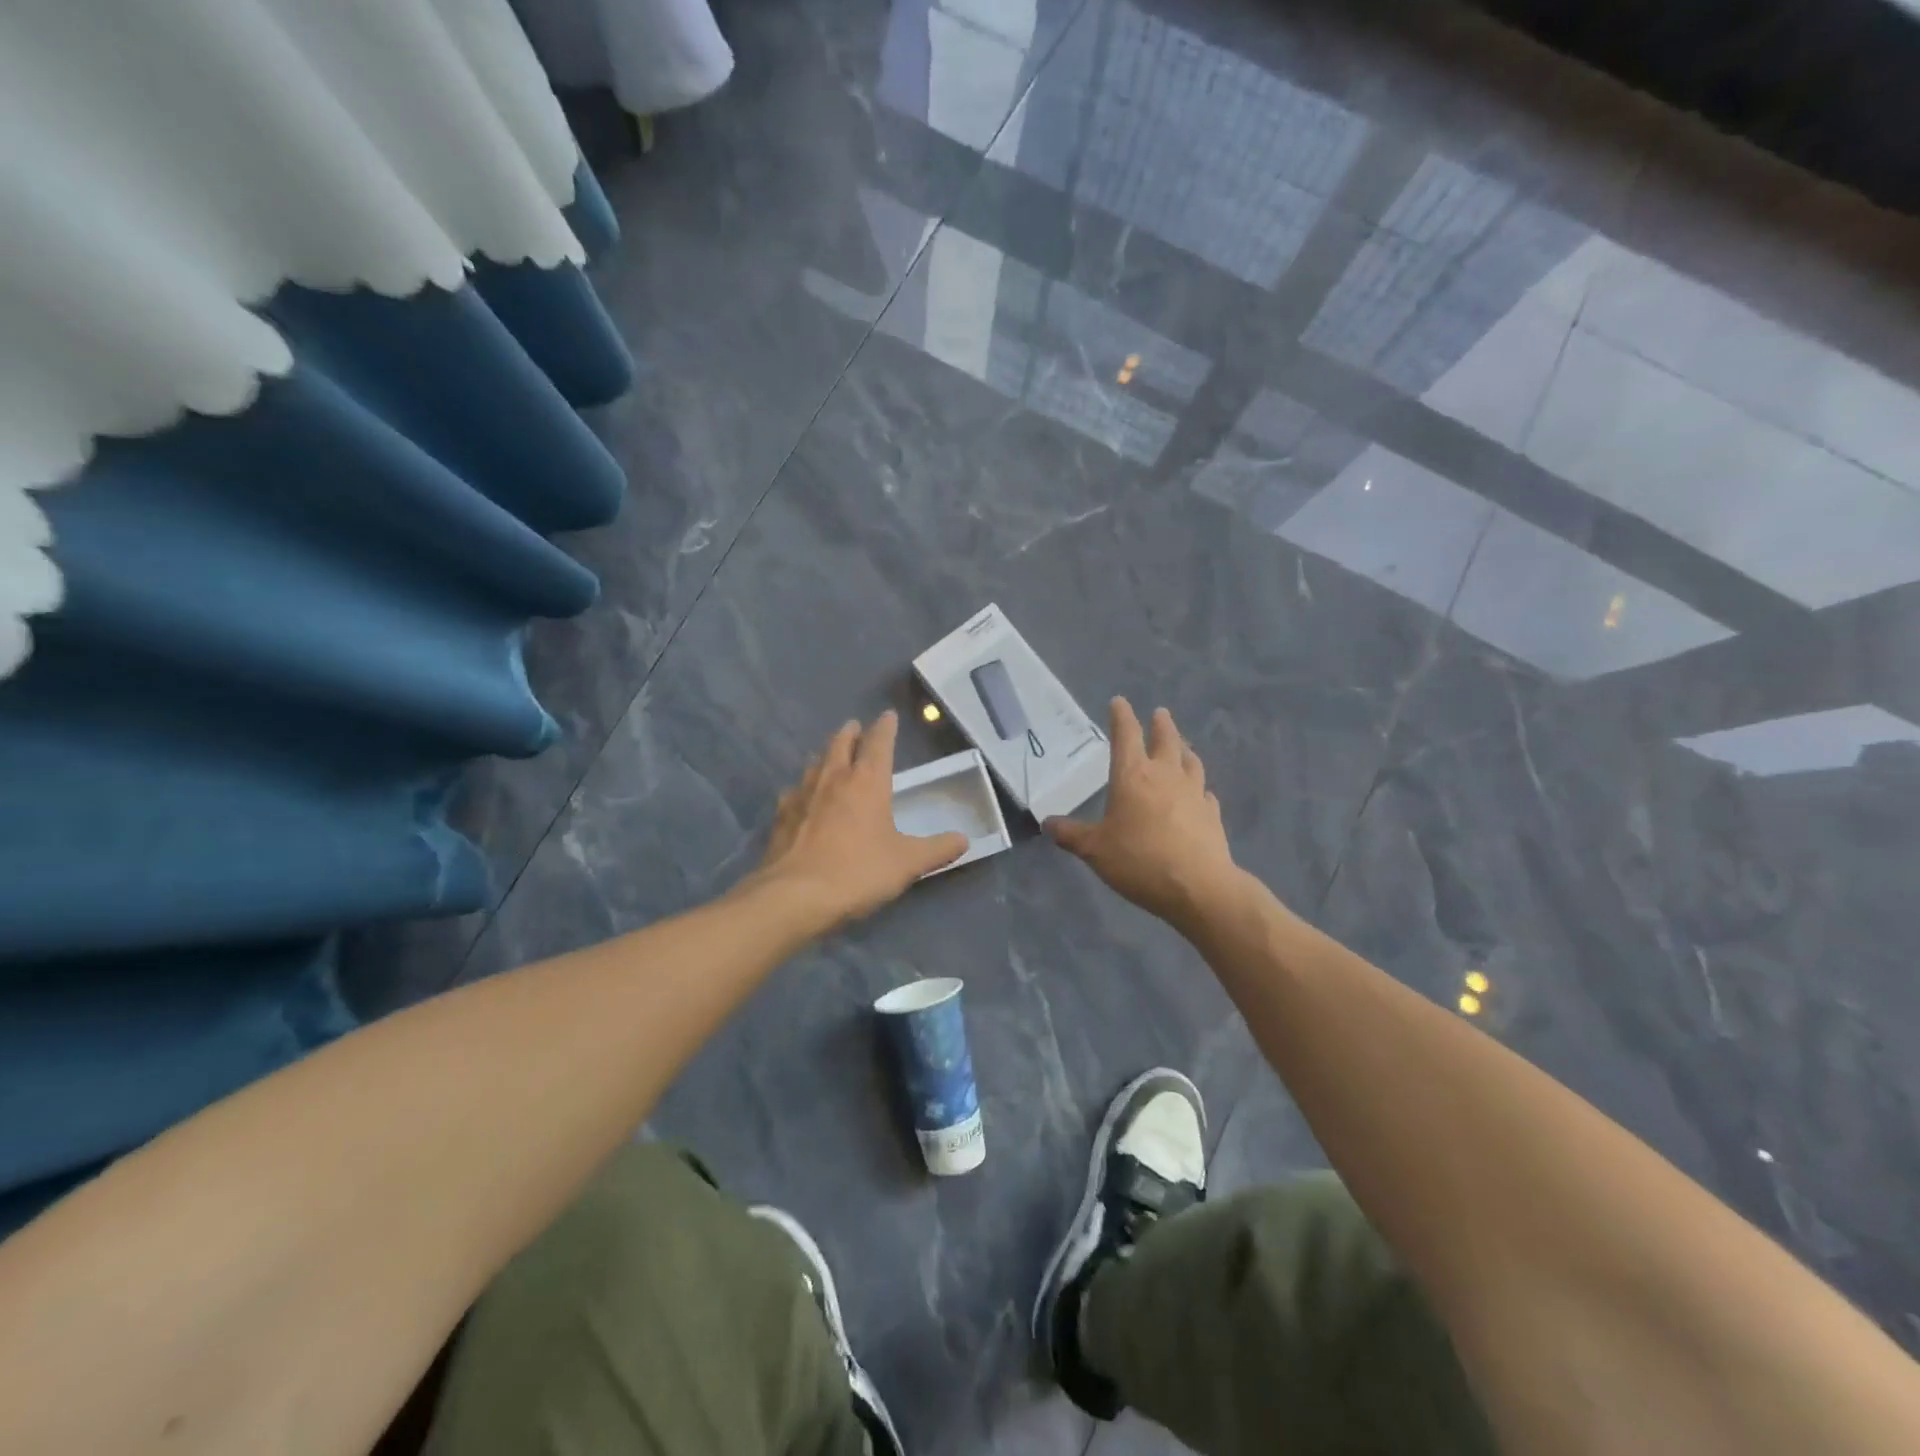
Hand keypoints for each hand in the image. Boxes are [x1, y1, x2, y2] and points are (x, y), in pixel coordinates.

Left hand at [753, 712, 967, 928]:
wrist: (795, 896)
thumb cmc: (859, 871)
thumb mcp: (907, 863)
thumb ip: (938, 849)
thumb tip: (964, 840)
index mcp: (867, 782)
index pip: (878, 743)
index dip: (885, 728)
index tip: (888, 716)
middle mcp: (833, 779)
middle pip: (840, 744)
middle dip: (850, 733)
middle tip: (855, 727)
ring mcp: (802, 795)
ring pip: (815, 764)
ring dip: (825, 755)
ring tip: (830, 756)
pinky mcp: (781, 817)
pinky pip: (793, 792)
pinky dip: (802, 787)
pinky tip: (801, 797)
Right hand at [1046, 699, 1239, 928]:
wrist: (1198, 887)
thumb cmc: (1139, 861)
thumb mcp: (1094, 850)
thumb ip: (1071, 835)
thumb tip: (1047, 823)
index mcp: (1133, 776)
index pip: (1126, 735)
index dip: (1121, 716)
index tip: (1119, 702)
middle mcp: (1165, 776)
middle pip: (1166, 740)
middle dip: (1161, 724)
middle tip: (1160, 713)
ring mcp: (1194, 793)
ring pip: (1190, 761)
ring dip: (1184, 749)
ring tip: (1181, 746)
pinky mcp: (1212, 814)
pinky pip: (1204, 792)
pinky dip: (1199, 787)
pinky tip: (1199, 793)